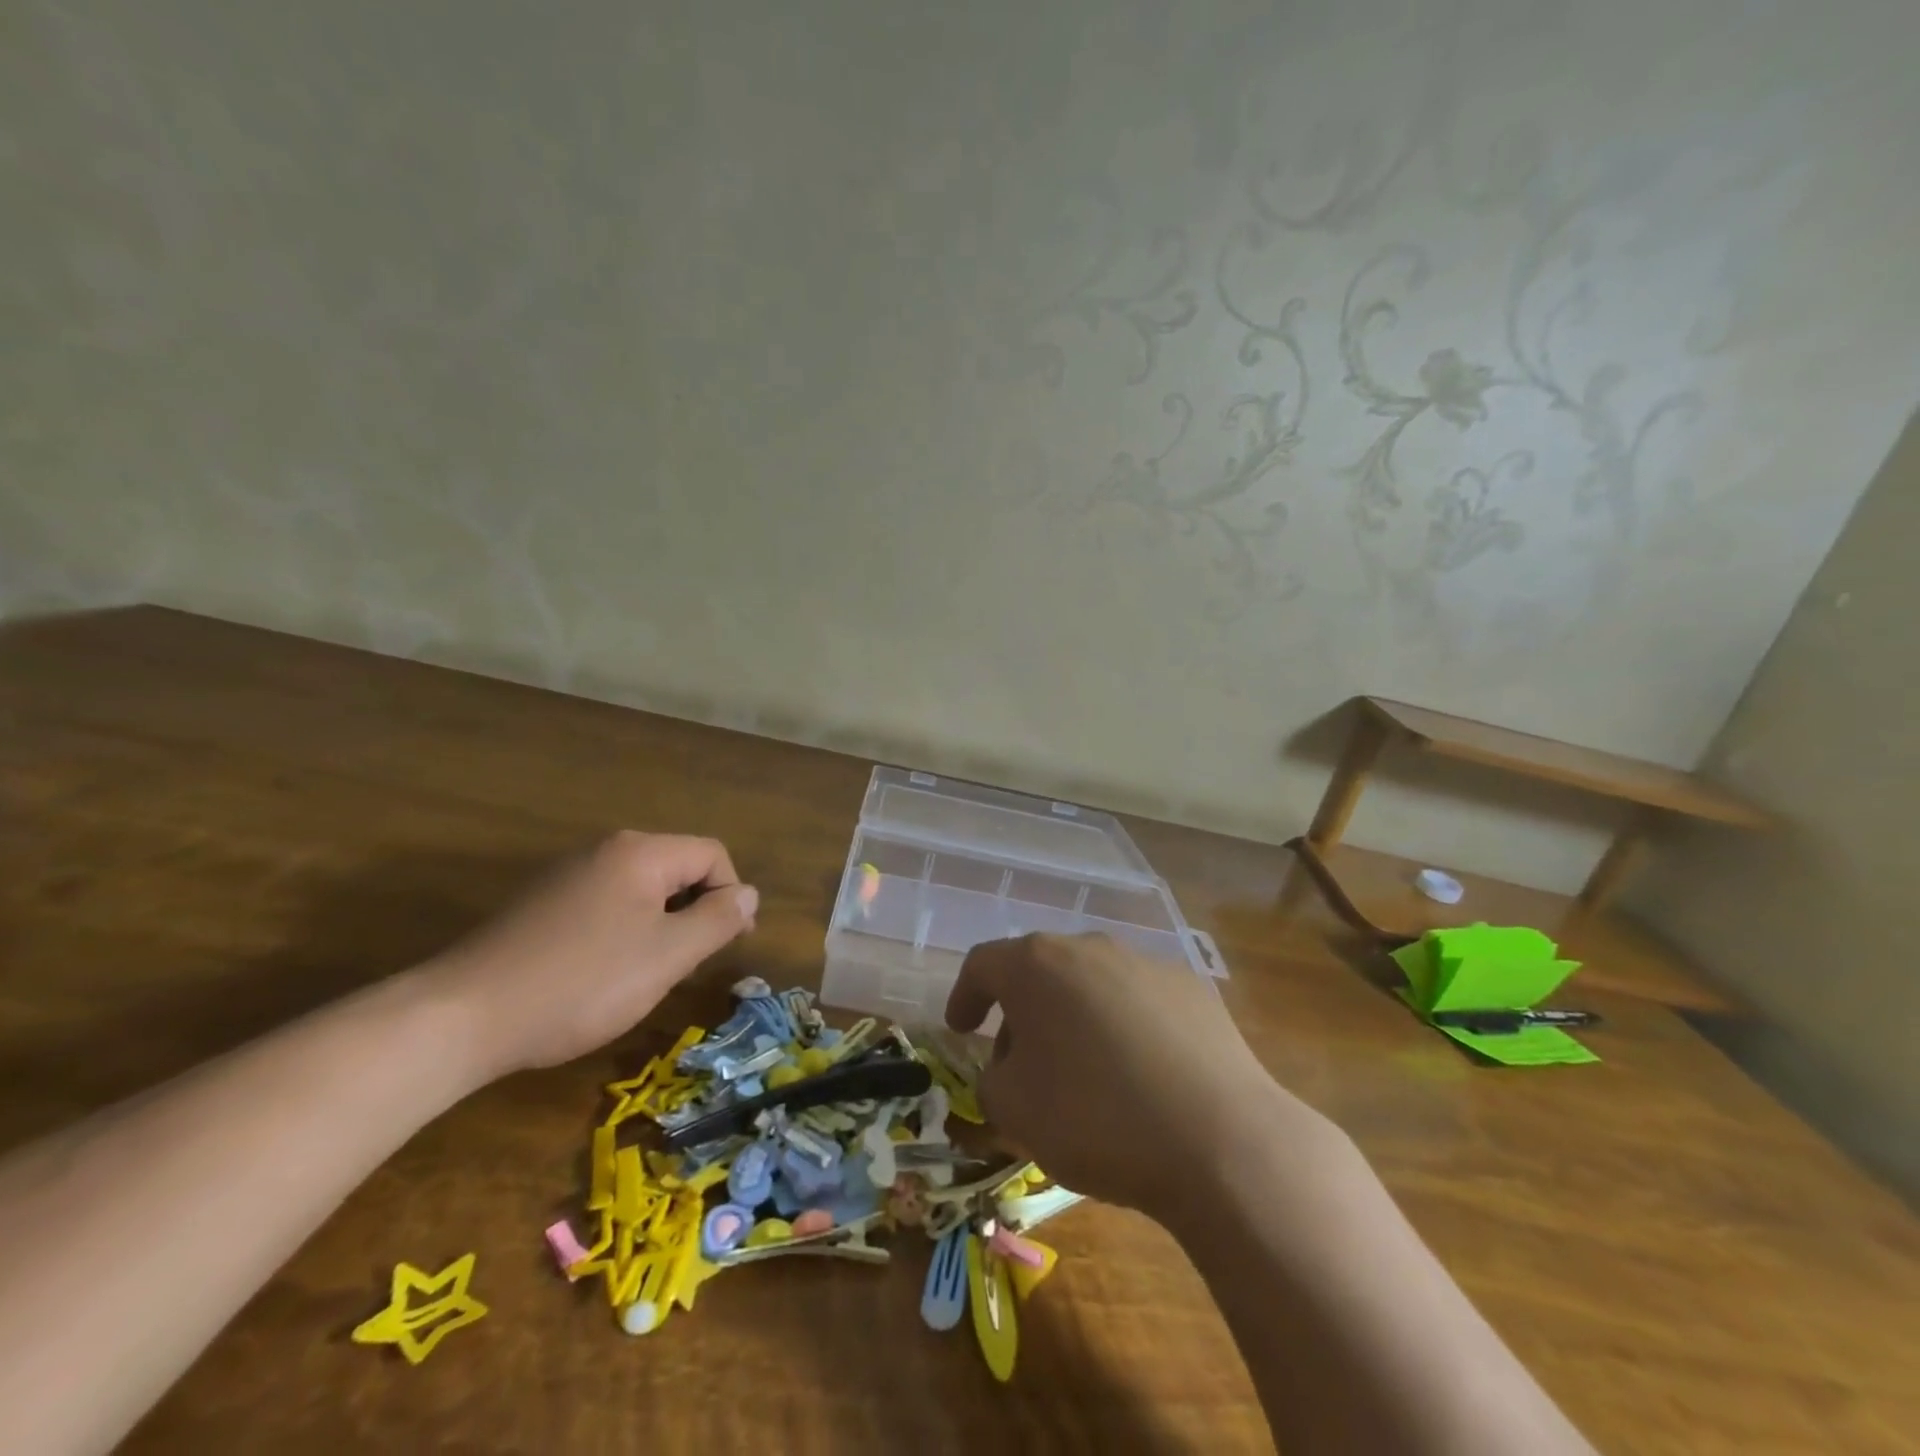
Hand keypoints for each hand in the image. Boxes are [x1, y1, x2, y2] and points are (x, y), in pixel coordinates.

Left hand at [421, 831, 757, 1077]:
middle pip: (677, 868)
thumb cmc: (582, 983)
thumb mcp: (667, 956)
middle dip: (694, 912)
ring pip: (642, 890)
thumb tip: (749, 893)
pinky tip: (602, 975)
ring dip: (660, 925)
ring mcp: (567, 875)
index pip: (711, 855)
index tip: (729, 944)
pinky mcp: (541, 904)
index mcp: (640, 853)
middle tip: (687, 965)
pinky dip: (623, 932)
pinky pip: (605, 904)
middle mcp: (605, 851)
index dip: (731, 895)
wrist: (462, 1017)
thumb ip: (717, 920)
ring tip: (646, 975)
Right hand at [945, 933, 1321, 1218]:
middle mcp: (1089, 948)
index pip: (982, 964)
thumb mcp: (1013, 1111)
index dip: (964, 995)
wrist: (1219, 1140)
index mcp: (1037, 965)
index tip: (960, 1028)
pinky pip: (1139, 1002)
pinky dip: (1124, 1028)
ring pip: (1090, 984)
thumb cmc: (1094, 1118)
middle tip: (1020, 1066)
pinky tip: (1140, 1076)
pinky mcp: (1192, 988)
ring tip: (1083, 1075)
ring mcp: (1145, 963)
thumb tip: (1007, 1068)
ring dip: (1073, 1019)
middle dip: (1021, 1015)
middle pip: (1039, 971)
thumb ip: (991, 1080)